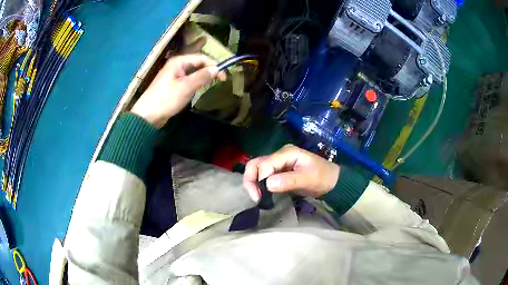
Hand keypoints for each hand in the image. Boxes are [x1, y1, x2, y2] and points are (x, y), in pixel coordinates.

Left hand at [131, 54, 225, 127]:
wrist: (148, 115)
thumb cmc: (167, 99)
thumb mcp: (186, 87)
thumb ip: (202, 76)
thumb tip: (218, 69)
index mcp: (179, 61)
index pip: (202, 58)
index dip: (214, 65)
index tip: (224, 77)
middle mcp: (176, 65)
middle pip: (197, 64)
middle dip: (209, 70)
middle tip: (220, 81)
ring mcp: (174, 74)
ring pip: (193, 72)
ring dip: (202, 77)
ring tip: (211, 85)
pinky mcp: (172, 84)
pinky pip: (187, 79)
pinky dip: (195, 83)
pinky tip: (198, 89)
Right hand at [243, 144, 339, 201]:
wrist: (332, 180)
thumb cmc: (322, 177)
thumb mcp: (308, 179)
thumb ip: (288, 181)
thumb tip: (268, 184)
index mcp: (286, 153)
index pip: (264, 164)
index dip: (258, 180)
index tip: (260, 197)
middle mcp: (279, 156)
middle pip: (256, 164)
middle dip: (250, 180)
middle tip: (255, 197)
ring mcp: (278, 163)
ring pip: (257, 169)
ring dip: (253, 182)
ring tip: (257, 197)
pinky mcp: (279, 172)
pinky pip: (263, 176)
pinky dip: (259, 184)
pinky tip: (262, 194)